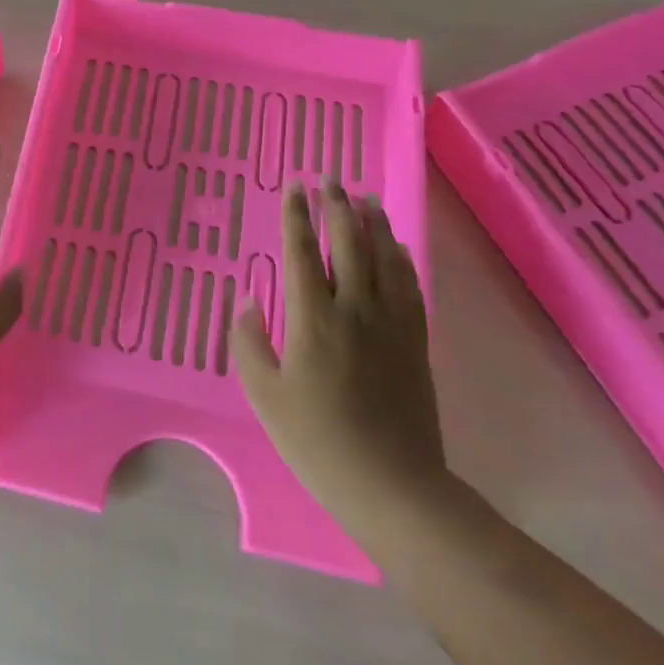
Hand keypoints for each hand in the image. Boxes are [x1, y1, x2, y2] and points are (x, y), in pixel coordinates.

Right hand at [232, 177, 446, 527]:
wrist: (393, 485)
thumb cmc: (318, 442)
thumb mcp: (266, 397)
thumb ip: (250, 343)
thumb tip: (248, 300)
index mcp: (314, 319)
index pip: (302, 252)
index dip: (296, 216)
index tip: (294, 186)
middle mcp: (355, 309)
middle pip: (348, 244)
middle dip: (336, 207)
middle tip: (329, 179)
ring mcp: (391, 324)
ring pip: (384, 258)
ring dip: (373, 224)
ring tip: (365, 198)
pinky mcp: (415, 342)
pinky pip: (410, 286)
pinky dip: (401, 258)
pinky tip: (397, 247)